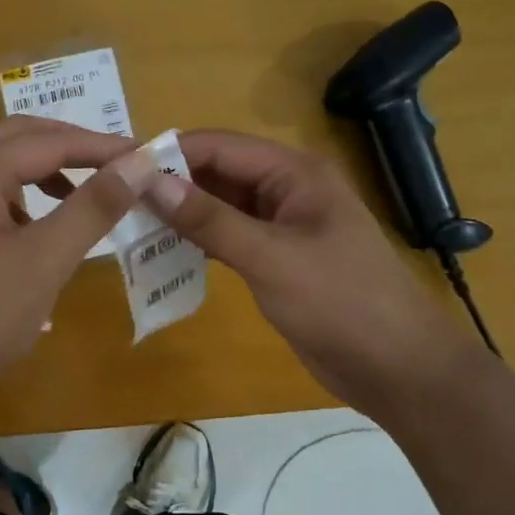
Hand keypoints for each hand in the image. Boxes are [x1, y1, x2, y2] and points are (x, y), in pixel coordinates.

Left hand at [0, 117, 158, 397]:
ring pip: (3, 164)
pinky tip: (44, 228)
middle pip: (20, 137)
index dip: (101, 146)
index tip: (146, 155)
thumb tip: (141, 164)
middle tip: (118, 164)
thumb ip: (94, 206)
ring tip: (86, 193)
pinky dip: (25, 196)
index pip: (48, 141)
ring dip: (47, 169)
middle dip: (72, 146)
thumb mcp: (46, 258)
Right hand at [138, 130, 481, 419]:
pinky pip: (229, 237)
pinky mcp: (277, 259)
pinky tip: (164, 251)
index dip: (171, 153)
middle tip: (117, 199)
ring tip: (130, 223)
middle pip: (219, 173)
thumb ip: (209, 220)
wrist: (397, 367)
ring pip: (221, 206)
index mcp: (295, 173)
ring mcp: (282, 226)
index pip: (221, 146)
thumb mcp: (270, 258)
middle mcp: (287, 190)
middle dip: (172, 183)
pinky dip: (199, 241)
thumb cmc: (340, 302)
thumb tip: (149, 182)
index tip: (120, 168)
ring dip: (182, 213)